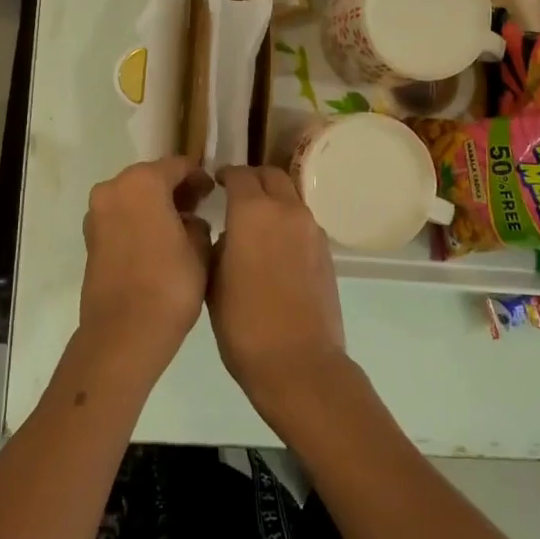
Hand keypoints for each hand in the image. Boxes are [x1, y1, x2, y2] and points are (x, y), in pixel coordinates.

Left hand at [79, 156, 213, 386]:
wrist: (123, 333)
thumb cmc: (169, 285)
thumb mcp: (200, 249)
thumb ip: (198, 223)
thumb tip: (189, 220)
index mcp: (142, 182)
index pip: (178, 166)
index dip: (199, 177)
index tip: (214, 193)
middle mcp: (113, 188)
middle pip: (151, 177)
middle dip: (175, 189)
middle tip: (199, 208)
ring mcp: (97, 213)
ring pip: (133, 197)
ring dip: (155, 205)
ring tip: (180, 228)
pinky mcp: (90, 238)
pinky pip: (120, 217)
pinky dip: (138, 221)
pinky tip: (158, 242)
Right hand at [208, 166, 348, 424]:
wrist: (299, 364)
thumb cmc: (244, 324)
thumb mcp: (213, 282)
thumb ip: (218, 246)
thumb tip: (229, 236)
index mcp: (253, 212)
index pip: (240, 175)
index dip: (225, 175)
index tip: (215, 183)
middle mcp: (287, 211)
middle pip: (272, 176)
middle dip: (253, 179)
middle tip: (236, 195)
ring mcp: (312, 231)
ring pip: (291, 199)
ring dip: (273, 201)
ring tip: (254, 225)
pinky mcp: (327, 253)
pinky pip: (302, 224)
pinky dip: (287, 224)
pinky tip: (274, 250)